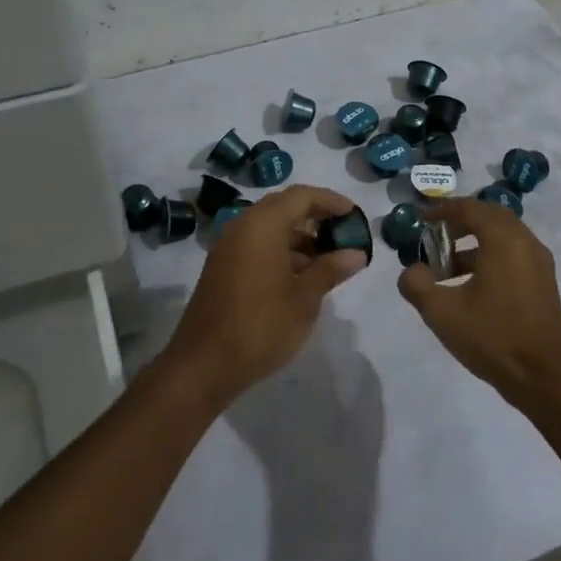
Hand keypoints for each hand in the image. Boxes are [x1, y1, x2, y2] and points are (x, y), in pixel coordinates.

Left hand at [163, 185, 367, 409]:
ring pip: (269, 228)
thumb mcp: (305, 299)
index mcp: (263, 225)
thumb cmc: (261, 325)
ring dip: (299, 237)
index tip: (354, 214)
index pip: (301, 196)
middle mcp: (242, 226)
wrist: (204, 364)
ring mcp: (228, 247)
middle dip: (315, 216)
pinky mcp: (222, 267)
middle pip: (283, 207)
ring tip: (328, 260)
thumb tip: (356, 253)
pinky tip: (300, 276)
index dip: (330, 201)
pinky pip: (256, 245)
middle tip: (343, 233)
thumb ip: (330, 269)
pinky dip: (280, 251)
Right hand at [397, 198, 560, 406]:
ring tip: (446, 265)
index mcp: (503, 240)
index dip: (442, 210)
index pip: (470, 208)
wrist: (546, 380)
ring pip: (503, 235)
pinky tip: (470, 284)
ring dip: (474, 240)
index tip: (420, 219)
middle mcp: (525, 242)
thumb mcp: (442, 313)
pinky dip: (490, 255)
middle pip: (490, 215)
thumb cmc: (493, 338)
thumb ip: (417, 284)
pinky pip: (513, 252)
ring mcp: (539, 263)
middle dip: (460, 220)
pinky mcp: (544, 282)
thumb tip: (411, 271)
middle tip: (434, 235)